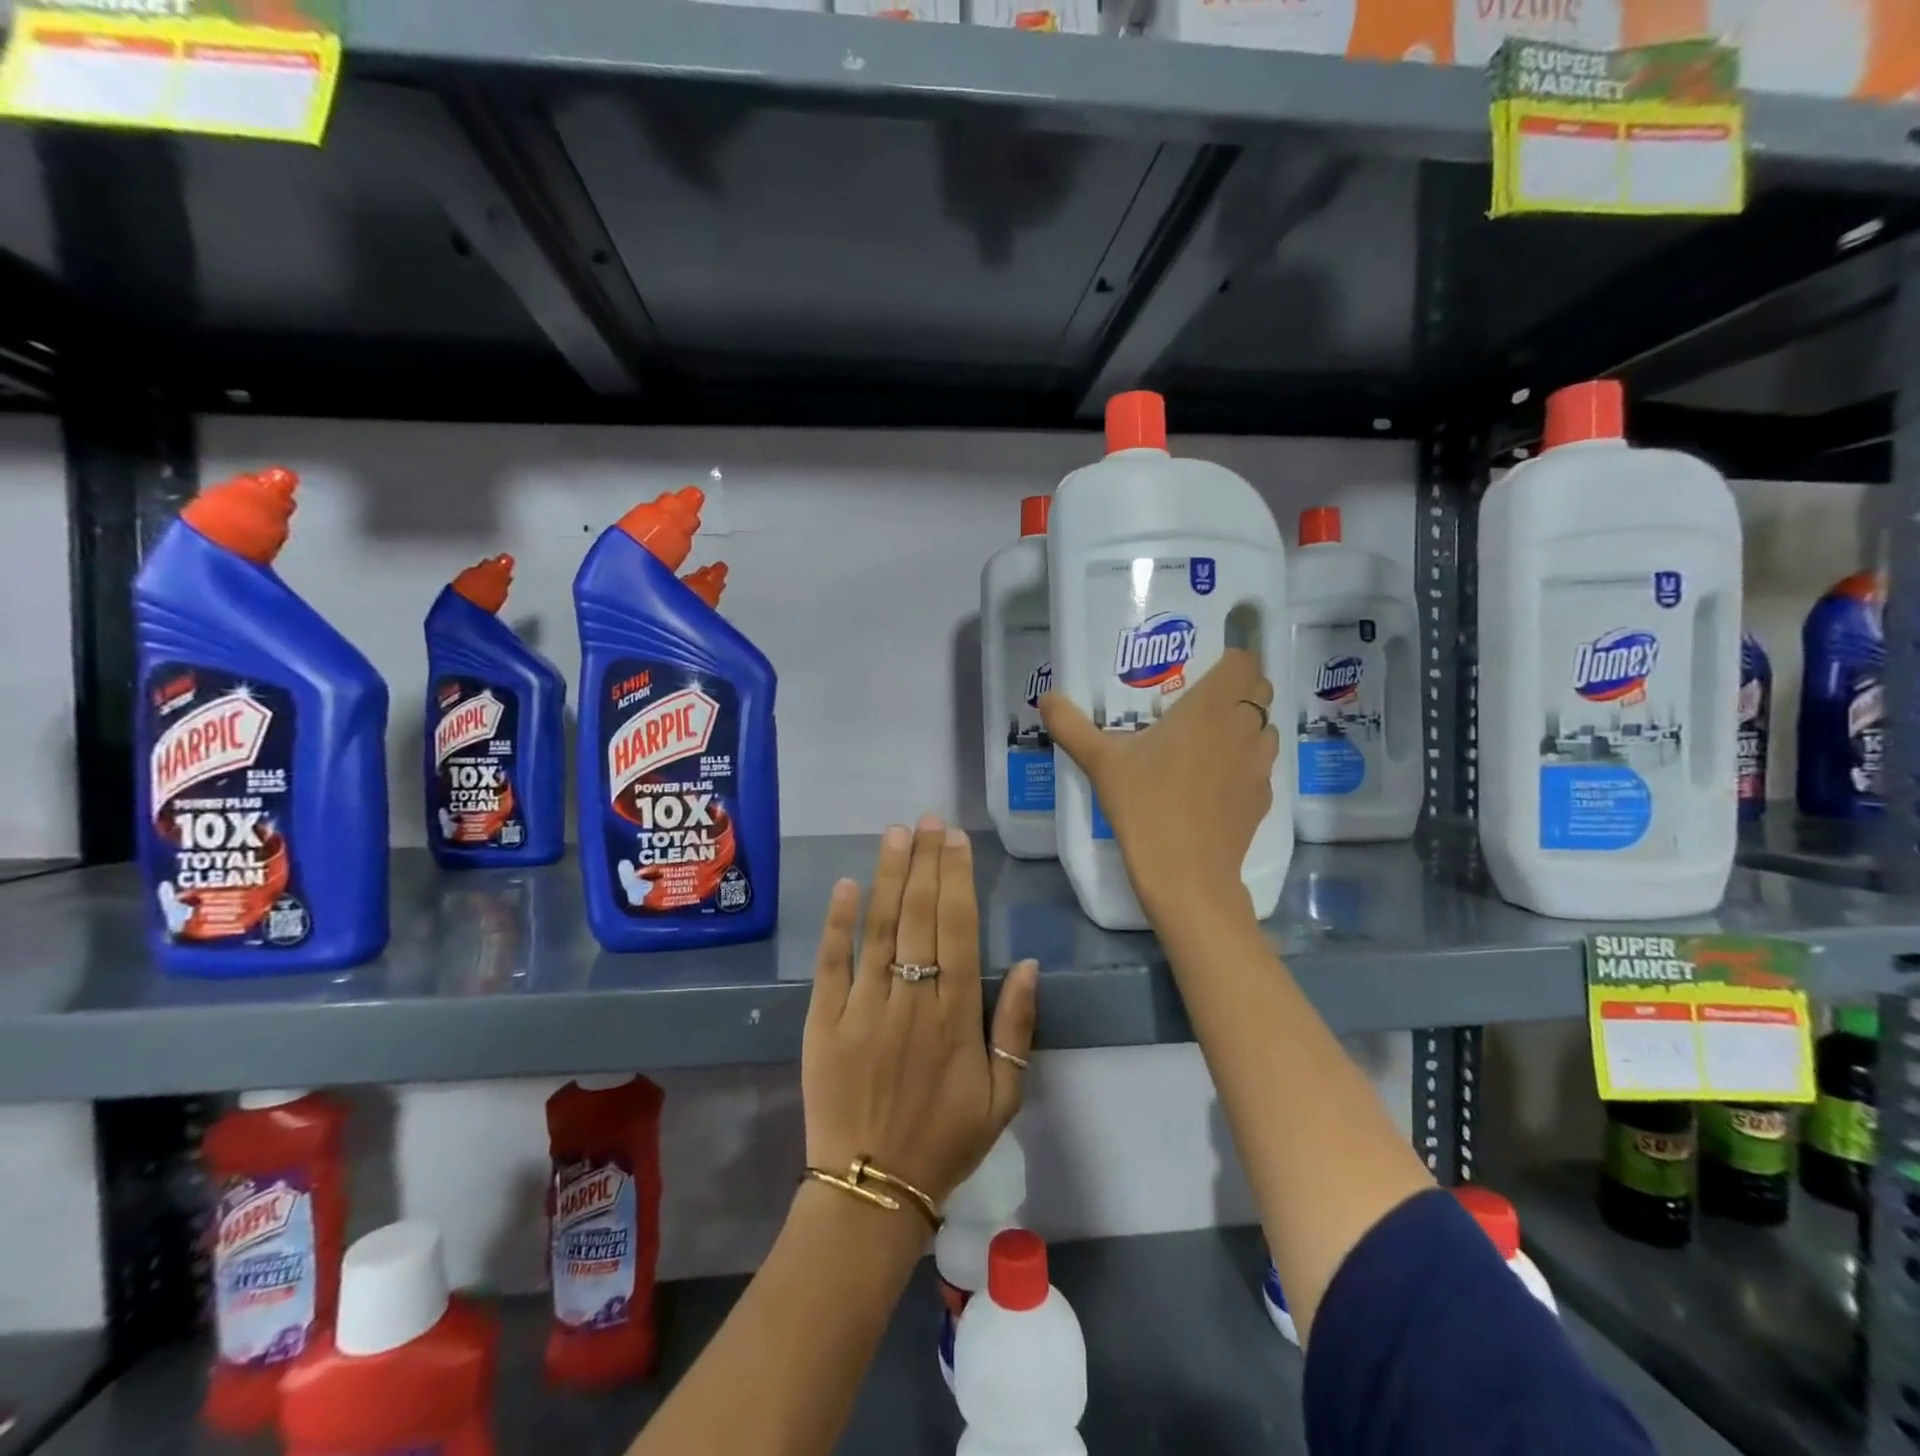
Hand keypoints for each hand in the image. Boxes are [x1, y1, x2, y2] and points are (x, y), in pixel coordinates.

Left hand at [803, 814, 1039, 1208]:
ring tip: (896, 834)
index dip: (957, 879)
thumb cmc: (946, 1141)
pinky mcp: (825, 1021)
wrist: (873, 1190)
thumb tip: (1026, 964)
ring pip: (879, 929)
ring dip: (888, 877)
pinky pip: (832, 965)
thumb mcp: (1003, 1096)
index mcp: (956, 1015)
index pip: (958, 928)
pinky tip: (847, 886)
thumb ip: (1016, 1026)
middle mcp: (911, 1000)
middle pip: (919, 916)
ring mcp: (864, 1008)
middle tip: (928, 820)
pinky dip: (839, 924)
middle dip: (925, 862)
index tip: (957, 840)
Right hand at [1041, 648, 1278, 922]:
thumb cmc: (1144, 805)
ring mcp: (1259, 764)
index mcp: (1209, 708)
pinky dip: (1246, 762)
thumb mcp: (1100, 763)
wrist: (1185, 874)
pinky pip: (1262, 765)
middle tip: (1202, 704)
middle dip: (1240, 689)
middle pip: (1261, 689)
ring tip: (1211, 741)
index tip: (1203, 672)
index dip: (1229, 661)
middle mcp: (1243, 727)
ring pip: (1266, 727)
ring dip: (1247, 725)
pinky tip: (1216, 782)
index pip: (1243, 661)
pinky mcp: (1264, 797)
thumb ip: (1071, 726)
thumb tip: (1045, 698)